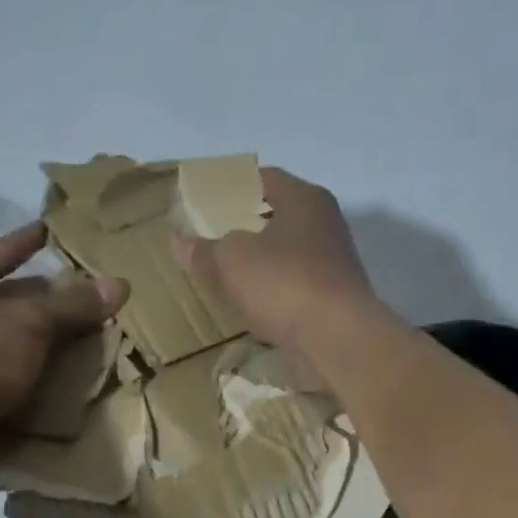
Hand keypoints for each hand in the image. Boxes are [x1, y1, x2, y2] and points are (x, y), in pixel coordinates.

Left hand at [0, 223, 126, 463]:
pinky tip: (43, 364)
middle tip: (72, 290)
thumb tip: (120, 284)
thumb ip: (74, 304)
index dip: (29, 241)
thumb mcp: (32, 323)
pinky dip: (15, 358)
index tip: (50, 230)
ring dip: (26, 330)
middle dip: (35, 295)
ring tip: (66, 329)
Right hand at [174, 168, 379, 357]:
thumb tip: (179, 242)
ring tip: (226, 269)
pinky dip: (274, 286)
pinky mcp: (333, 295)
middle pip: (278, 214)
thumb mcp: (231, 260)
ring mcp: (333, 261)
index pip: (264, 178)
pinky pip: (294, 282)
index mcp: (304, 198)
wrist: (338, 339)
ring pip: (287, 250)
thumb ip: (205, 249)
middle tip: (212, 234)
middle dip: (245, 224)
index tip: (207, 199)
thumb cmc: (284, 283)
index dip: (233, 186)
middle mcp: (325, 222)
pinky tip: (252, 299)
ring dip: (260, 258)